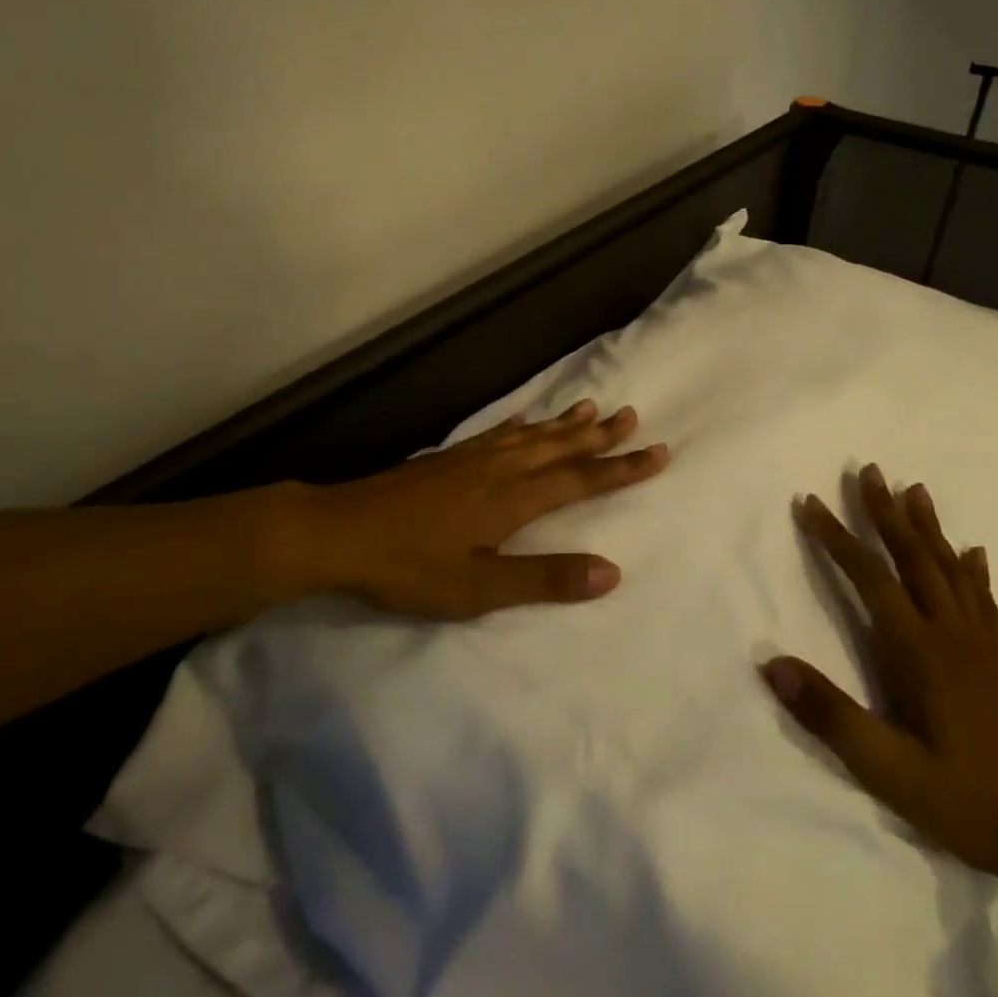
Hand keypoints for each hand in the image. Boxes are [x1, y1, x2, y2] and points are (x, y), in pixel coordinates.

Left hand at [232, 400, 668, 619]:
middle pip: (560, 448)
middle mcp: (500, 470)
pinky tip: (523, 420)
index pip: (581, 480)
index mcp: (514, 499)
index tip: (657, 452)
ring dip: (565, 424)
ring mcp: (472, 460)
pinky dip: (520, 425)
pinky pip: (497, 433)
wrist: (339, 531)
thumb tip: (612, 572)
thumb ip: (545, 579)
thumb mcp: (479, 588)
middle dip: (600, 436)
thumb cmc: (409, 566)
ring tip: (592, 408)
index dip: (621, 468)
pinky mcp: (448, 459)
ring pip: (532, 435)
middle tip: (633, 416)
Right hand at [761, 465, 997, 888]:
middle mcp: (950, 633)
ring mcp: (981, 646)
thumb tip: (771, 663)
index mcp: (919, 651)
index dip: (836, 538)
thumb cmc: (970, 803)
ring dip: (928, 526)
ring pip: (950, 568)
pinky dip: (972, 569)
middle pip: (914, 557)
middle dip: (886, 512)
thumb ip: (831, 716)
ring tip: (916, 488)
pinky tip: (974, 553)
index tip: (809, 502)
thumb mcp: (890, 771)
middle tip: (869, 469)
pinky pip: (982, 600)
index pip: (870, 577)